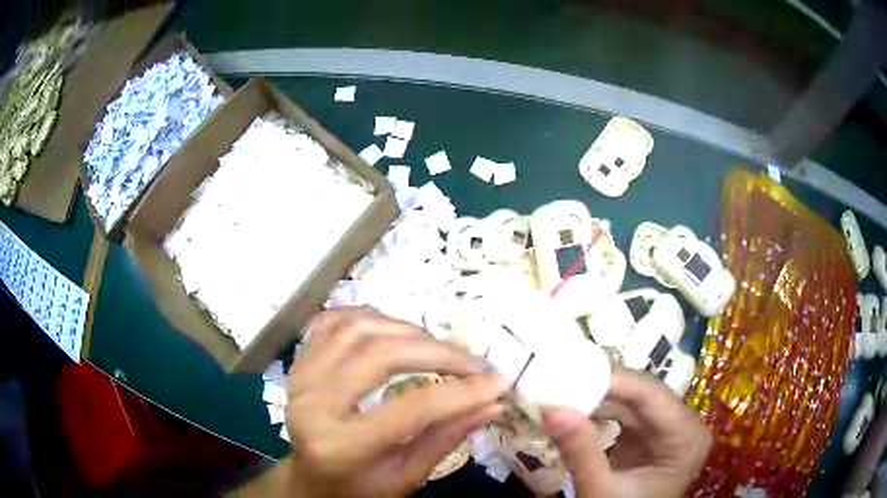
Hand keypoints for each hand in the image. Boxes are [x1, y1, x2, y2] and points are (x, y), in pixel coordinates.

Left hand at [283, 309, 508, 496]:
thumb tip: (493, 403)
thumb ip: (446, 439)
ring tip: (438, 347)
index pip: (411, 410)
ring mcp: (300, 376)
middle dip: (438, 353)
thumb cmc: (359, 487)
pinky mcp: (299, 361)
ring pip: (358, 329)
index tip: (500, 382)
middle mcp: (312, 404)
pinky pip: (334, 320)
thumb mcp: (405, 477)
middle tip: (474, 362)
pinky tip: (395, 329)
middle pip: (381, 356)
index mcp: (340, 446)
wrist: (310, 479)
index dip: (461, 392)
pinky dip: (370, 317)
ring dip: (407, 329)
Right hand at [541, 366, 711, 497]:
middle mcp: (686, 425)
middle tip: (561, 375)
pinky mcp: (653, 435)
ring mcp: (670, 429)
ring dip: (599, 397)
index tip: (571, 370)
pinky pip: (628, 414)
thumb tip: (550, 407)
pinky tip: (578, 407)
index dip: (613, 380)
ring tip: (564, 389)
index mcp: (687, 437)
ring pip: (634, 401)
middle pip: (644, 394)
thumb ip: (580, 451)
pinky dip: (602, 411)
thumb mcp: (600, 490)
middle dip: (602, 386)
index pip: (652, 396)